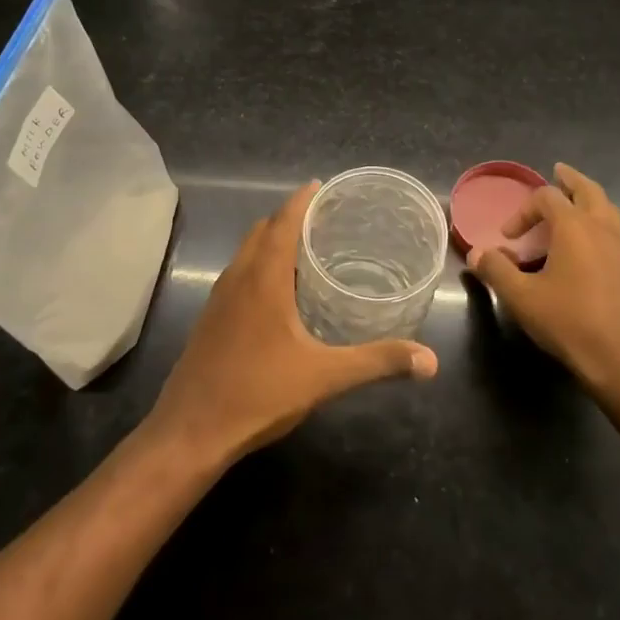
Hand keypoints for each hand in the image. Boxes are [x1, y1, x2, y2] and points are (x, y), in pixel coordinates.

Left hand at [145, 181, 438, 467]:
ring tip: (307, 251)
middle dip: (289, 217)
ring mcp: (218, 299)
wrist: (189, 433)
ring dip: (272, 242)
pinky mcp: (210, 320)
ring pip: (246, 253)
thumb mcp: (324, 376)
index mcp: (262, 278)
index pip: (282, 221)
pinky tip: (280, 296)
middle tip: (325, 220)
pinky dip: (259, 266)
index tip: (323, 186)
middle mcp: (237, 278)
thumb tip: (430, 360)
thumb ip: (377, 362)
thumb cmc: (257, 393)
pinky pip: (238, 275)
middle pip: (262, 231)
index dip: (302, 200)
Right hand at [466, 163, 619, 397]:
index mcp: (574, 227)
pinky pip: (614, 234)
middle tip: (558, 173)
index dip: (523, 210)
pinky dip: (599, 226)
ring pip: (607, 210)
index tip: (507, 237)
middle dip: (570, 181)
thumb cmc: (569, 323)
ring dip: (589, 200)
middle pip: (588, 191)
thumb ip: (497, 270)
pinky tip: (588, 249)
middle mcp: (602, 230)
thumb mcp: (522, 298)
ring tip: (575, 203)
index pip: (547, 198)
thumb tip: (477, 253)